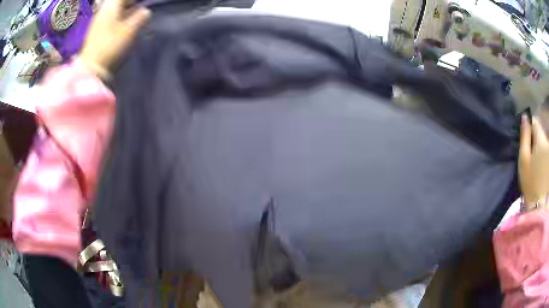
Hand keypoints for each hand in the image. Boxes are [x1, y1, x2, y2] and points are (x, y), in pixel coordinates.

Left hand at [77, 0, 150, 78]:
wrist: (91, 68)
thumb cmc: (111, 46)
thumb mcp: (130, 30)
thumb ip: (141, 17)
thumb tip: (146, 11)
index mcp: (112, 5)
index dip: (136, 0)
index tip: (144, 4)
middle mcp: (104, 10)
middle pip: (118, 2)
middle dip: (130, 3)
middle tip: (141, 7)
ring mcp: (99, 20)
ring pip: (115, 8)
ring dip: (126, 9)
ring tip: (136, 13)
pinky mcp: (97, 31)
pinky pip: (111, 17)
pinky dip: (120, 16)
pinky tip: (125, 23)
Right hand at [519, 115, 548, 209]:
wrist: (539, 207)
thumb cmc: (530, 183)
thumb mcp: (523, 160)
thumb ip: (524, 136)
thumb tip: (524, 117)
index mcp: (541, 139)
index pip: (535, 122)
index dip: (530, 126)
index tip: (527, 136)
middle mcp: (547, 143)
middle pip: (541, 134)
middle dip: (537, 139)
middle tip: (532, 153)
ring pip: (545, 144)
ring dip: (542, 149)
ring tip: (538, 164)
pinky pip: (547, 154)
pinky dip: (545, 157)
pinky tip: (542, 169)